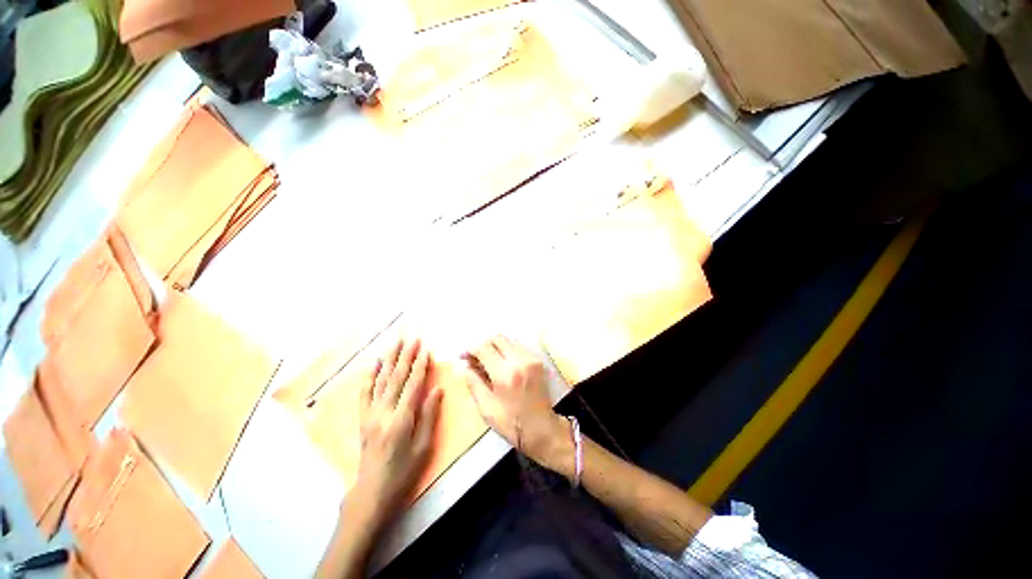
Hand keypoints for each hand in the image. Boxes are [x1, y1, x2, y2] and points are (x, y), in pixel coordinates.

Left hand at [349, 337, 442, 530]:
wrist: (371, 492)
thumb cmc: (403, 471)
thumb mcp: (423, 447)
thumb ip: (429, 415)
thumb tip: (437, 389)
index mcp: (401, 419)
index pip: (412, 385)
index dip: (420, 366)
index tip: (425, 349)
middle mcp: (384, 412)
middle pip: (396, 378)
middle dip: (405, 356)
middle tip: (412, 338)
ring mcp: (370, 414)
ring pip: (381, 380)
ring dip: (389, 359)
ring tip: (395, 343)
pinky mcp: (363, 418)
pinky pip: (365, 392)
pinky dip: (370, 376)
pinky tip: (374, 364)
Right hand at [462, 336, 569, 471]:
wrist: (542, 428)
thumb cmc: (511, 423)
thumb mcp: (486, 408)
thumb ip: (473, 383)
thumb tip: (463, 366)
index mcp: (505, 373)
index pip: (484, 348)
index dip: (470, 349)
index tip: (464, 357)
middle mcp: (519, 360)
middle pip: (497, 338)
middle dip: (483, 345)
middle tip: (475, 358)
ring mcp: (531, 358)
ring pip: (508, 340)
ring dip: (495, 347)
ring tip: (488, 361)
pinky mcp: (538, 360)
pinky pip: (519, 346)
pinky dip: (507, 350)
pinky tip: (503, 364)